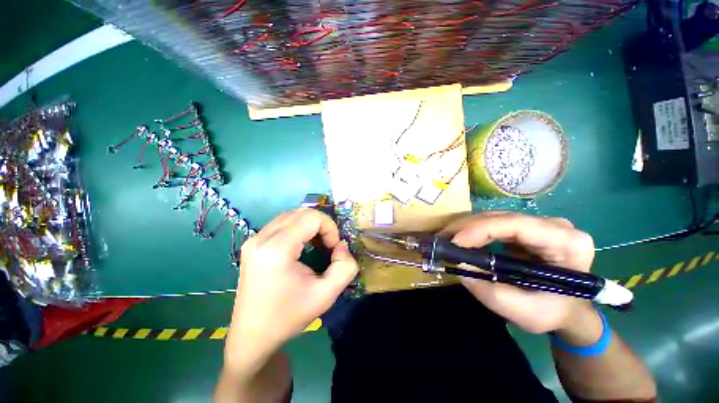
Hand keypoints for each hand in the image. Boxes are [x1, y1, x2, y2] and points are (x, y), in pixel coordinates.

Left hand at [224, 209, 358, 373]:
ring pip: (291, 215)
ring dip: (310, 225)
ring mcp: (254, 239)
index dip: (329, 227)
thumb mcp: (326, 295)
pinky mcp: (253, 243)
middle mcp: (261, 238)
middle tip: (327, 245)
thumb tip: (341, 246)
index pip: (311, 217)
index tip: (333, 248)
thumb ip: (345, 267)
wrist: (252, 336)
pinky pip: (282, 223)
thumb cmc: (289, 317)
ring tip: (317, 245)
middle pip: (301, 212)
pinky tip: (302, 245)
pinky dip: (299, 228)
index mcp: (277, 249)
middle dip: (321, 224)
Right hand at [440, 212, 595, 334]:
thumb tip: (460, 266)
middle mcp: (555, 226)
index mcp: (567, 243)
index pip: (517, 225)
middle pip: (502, 218)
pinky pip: (494, 224)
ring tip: (445, 239)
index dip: (481, 229)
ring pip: (494, 218)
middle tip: (441, 239)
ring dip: (466, 227)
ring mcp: (539, 224)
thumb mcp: (524, 313)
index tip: (454, 242)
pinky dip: (473, 231)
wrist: (568, 310)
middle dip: (467, 227)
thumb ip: (491, 292)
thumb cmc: (553, 313)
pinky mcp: (525, 228)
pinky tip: (460, 239)